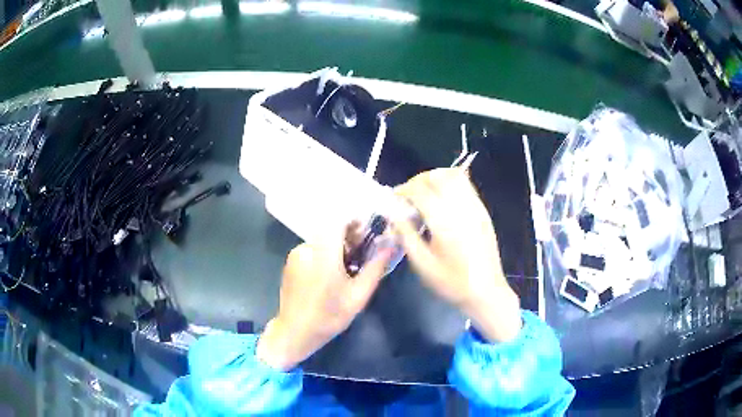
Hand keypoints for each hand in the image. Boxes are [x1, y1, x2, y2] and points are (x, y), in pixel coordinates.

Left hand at [256, 228, 392, 370]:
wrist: (295, 331)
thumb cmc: (329, 316)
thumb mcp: (358, 295)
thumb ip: (375, 267)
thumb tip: (390, 245)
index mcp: (324, 254)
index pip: (339, 221)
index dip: (354, 223)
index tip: (366, 236)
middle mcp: (307, 248)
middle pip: (330, 230)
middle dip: (347, 238)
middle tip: (358, 258)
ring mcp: (295, 254)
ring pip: (321, 241)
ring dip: (334, 248)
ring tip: (343, 271)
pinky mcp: (290, 262)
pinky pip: (311, 250)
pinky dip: (322, 256)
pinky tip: (326, 277)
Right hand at [392, 168, 521, 342]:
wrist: (486, 291)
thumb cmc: (452, 282)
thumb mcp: (423, 264)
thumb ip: (406, 235)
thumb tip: (393, 214)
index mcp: (445, 223)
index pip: (420, 191)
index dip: (402, 190)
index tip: (393, 199)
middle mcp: (462, 209)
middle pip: (437, 176)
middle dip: (418, 181)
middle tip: (408, 196)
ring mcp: (475, 207)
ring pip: (454, 175)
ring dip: (435, 178)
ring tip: (424, 194)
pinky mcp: (482, 210)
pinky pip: (466, 185)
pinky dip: (449, 184)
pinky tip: (442, 201)